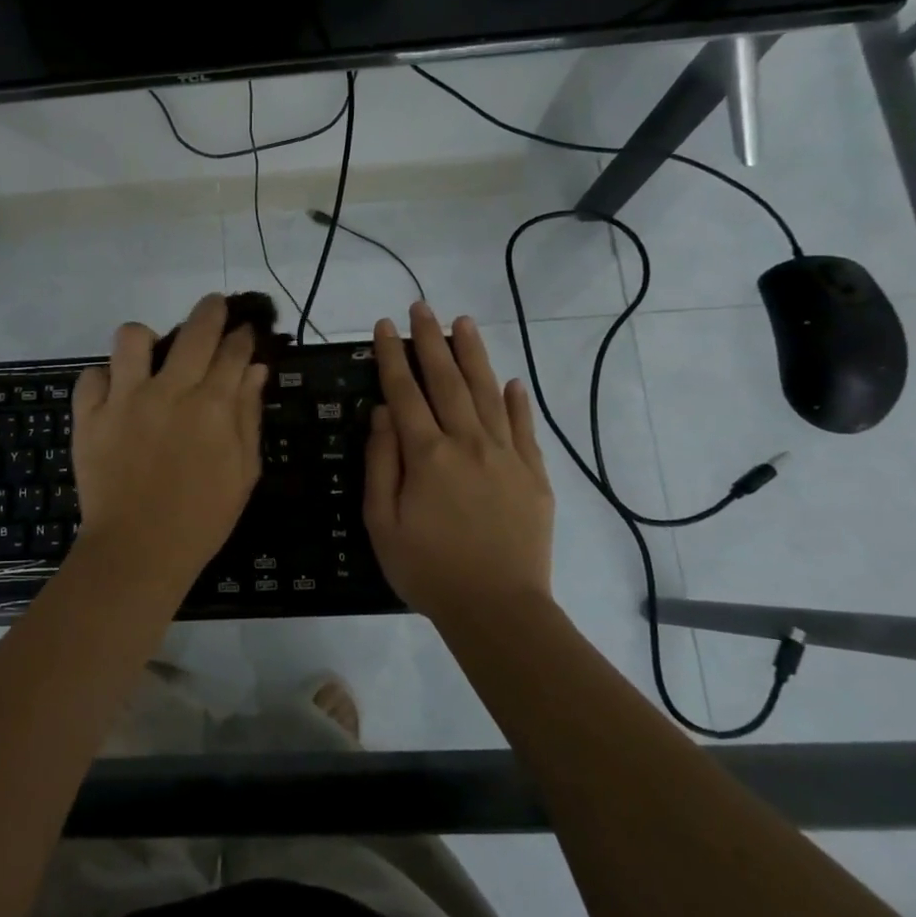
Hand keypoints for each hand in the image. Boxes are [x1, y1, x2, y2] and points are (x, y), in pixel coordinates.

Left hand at [70, 293, 266, 590]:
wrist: (138, 551)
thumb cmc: (201, 517)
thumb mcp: (243, 471)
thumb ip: (248, 415)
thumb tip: (256, 370)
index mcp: (212, 405)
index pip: (233, 352)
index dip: (243, 336)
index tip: (246, 331)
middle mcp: (168, 391)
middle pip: (194, 330)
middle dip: (210, 310)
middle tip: (214, 307)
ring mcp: (124, 400)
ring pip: (131, 337)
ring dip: (146, 339)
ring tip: (150, 355)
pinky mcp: (88, 416)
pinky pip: (91, 376)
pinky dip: (103, 380)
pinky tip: (114, 394)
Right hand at [363, 303, 554, 618]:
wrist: (498, 609)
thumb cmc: (428, 569)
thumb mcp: (383, 522)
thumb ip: (381, 463)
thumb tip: (382, 413)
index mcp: (427, 455)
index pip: (404, 391)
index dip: (392, 355)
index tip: (385, 325)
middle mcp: (467, 442)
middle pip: (446, 380)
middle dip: (431, 340)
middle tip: (423, 307)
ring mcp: (506, 455)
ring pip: (487, 392)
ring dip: (473, 355)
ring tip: (463, 322)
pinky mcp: (534, 474)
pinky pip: (524, 427)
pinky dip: (516, 401)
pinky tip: (510, 380)